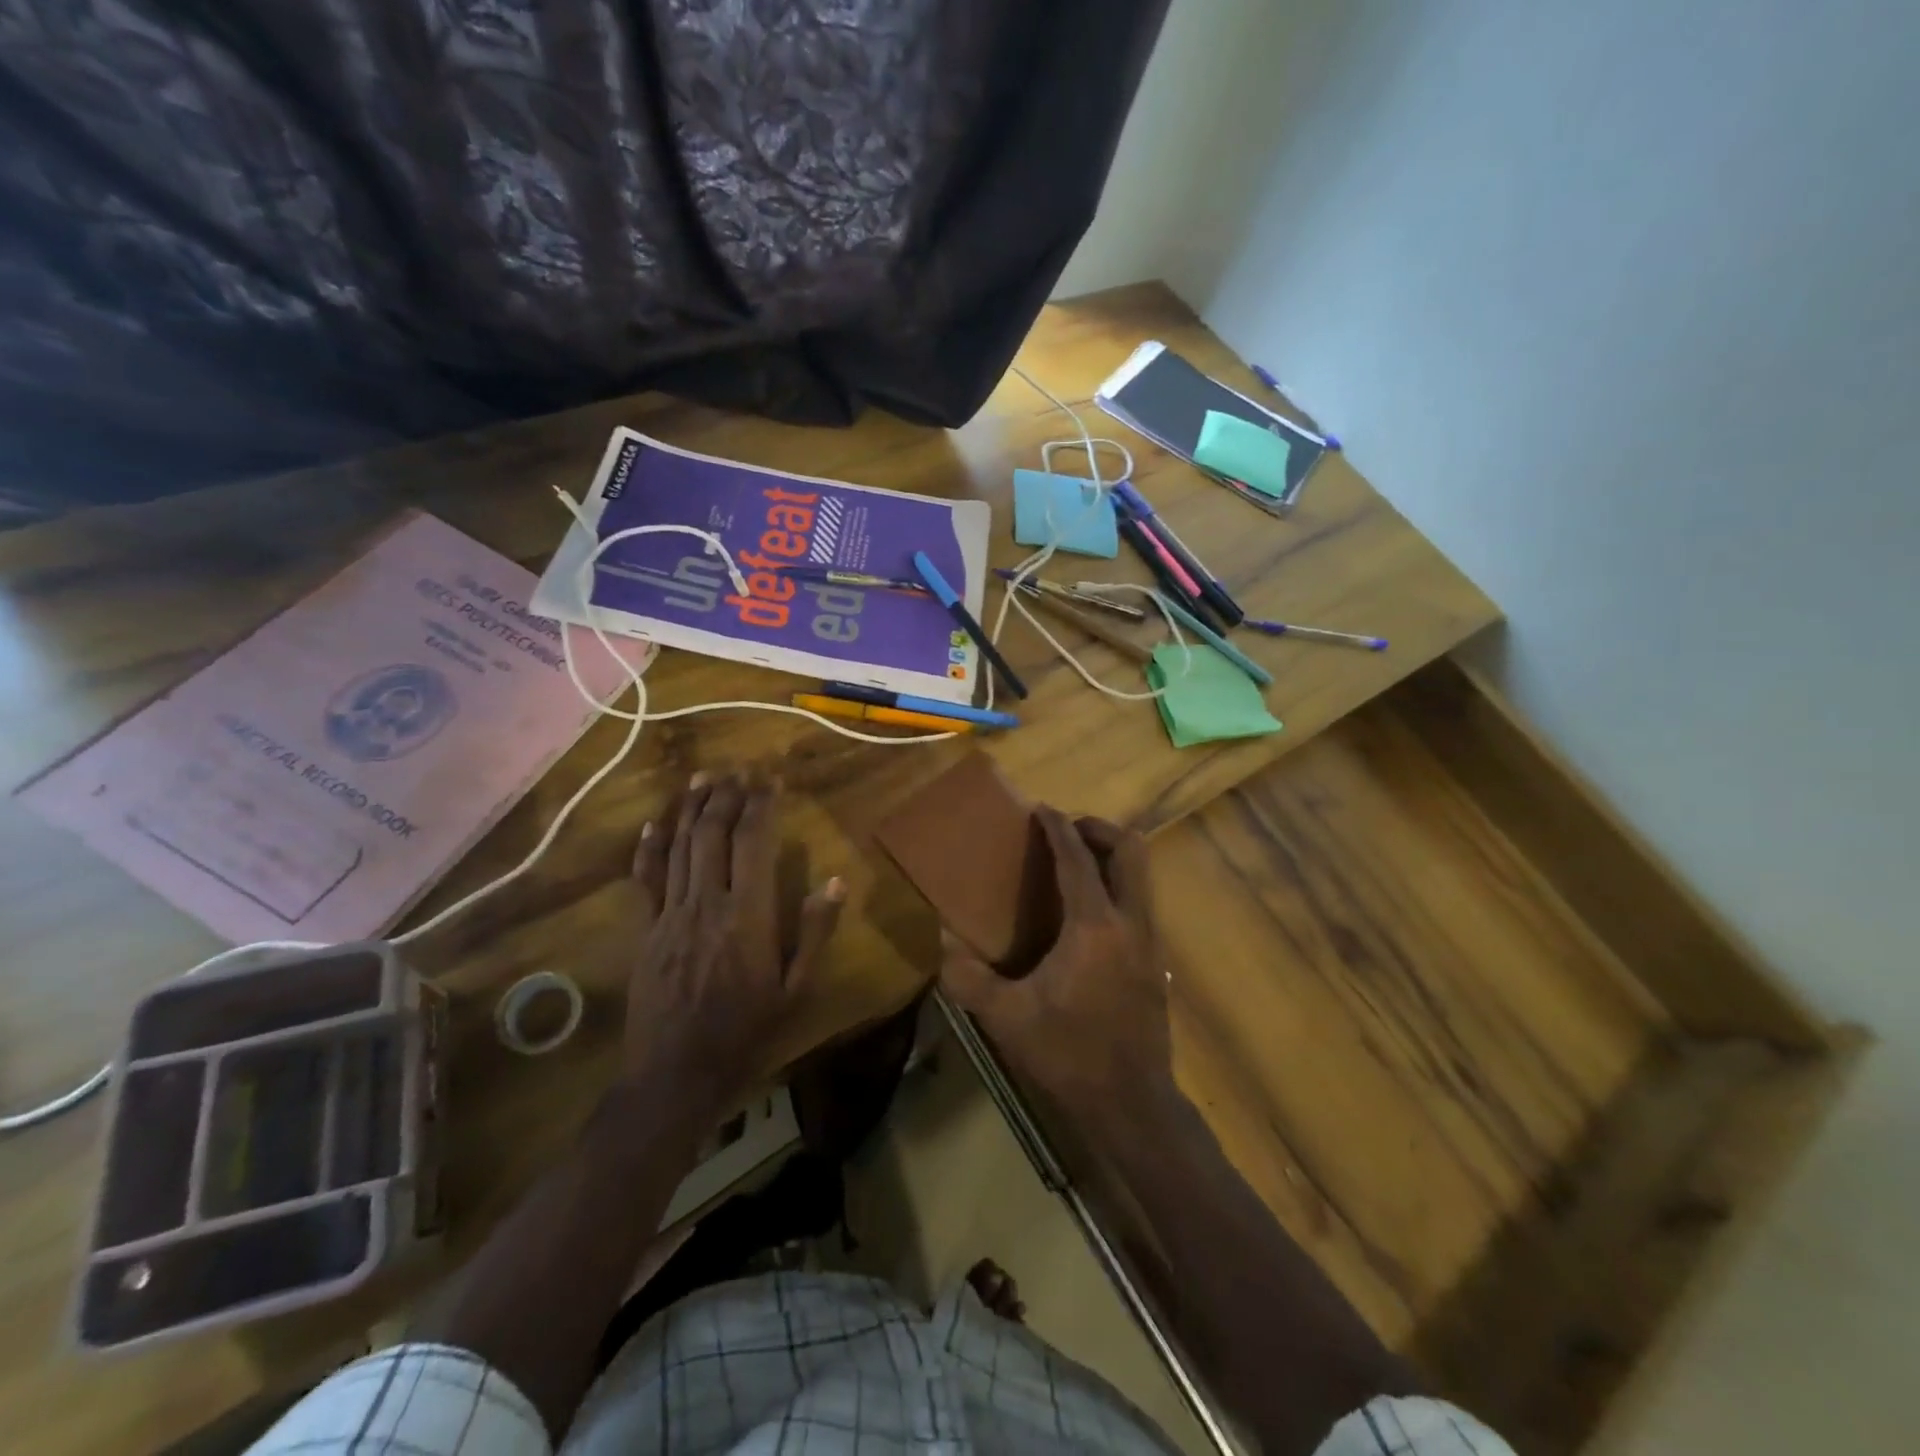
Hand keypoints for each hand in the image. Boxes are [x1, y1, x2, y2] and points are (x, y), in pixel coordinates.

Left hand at [624, 772, 843, 1124]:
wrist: (675, 1075)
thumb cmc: (746, 1033)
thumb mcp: (796, 990)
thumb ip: (814, 933)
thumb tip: (837, 881)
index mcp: (747, 916)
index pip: (754, 843)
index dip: (762, 804)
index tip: (771, 777)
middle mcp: (706, 904)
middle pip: (713, 834)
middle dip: (727, 795)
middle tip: (740, 769)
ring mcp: (669, 916)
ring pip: (679, 848)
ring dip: (691, 809)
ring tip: (704, 777)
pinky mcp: (645, 931)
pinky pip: (645, 879)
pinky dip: (650, 847)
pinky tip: (654, 823)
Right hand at [937, 807, 1175, 1130]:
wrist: (1132, 1104)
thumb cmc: (1068, 1055)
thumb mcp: (1007, 1018)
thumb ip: (969, 977)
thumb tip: (944, 941)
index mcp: (1094, 927)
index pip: (1078, 859)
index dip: (1059, 828)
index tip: (1042, 809)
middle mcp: (1130, 922)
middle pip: (1129, 850)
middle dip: (1098, 829)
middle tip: (1066, 831)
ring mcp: (1150, 941)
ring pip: (1141, 874)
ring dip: (1111, 856)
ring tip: (1075, 864)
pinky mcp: (1156, 961)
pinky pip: (1140, 900)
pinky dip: (1117, 885)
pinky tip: (1087, 913)